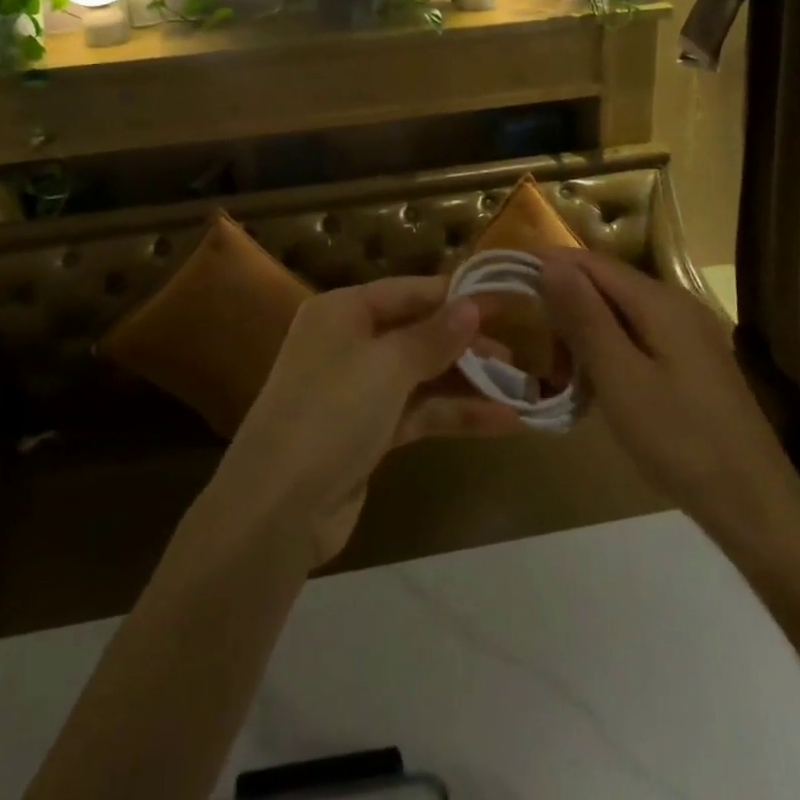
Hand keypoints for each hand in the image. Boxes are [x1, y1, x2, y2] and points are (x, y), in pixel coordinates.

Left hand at [217, 276, 521, 563]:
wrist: (277, 507)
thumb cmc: (331, 413)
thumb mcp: (387, 366)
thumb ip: (434, 336)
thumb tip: (472, 304)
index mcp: (343, 311)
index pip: (411, 291)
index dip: (459, 296)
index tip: (508, 302)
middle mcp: (349, 343)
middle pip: (419, 333)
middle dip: (468, 344)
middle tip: (520, 354)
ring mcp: (358, 391)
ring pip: (424, 376)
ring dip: (470, 384)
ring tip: (522, 390)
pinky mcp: (368, 433)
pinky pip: (420, 412)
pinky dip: (456, 415)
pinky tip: (503, 422)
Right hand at [539, 250, 799, 574]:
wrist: (753, 503)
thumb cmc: (679, 439)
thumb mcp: (620, 378)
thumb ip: (584, 316)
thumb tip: (550, 261)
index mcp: (660, 300)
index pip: (592, 262)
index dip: (548, 266)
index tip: (507, 284)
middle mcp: (677, 303)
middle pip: (607, 284)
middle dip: (565, 302)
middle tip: (531, 341)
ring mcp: (688, 333)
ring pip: (620, 313)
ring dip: (584, 330)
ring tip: (557, 368)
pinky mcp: (692, 361)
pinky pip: (638, 337)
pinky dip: (608, 349)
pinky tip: (595, 382)